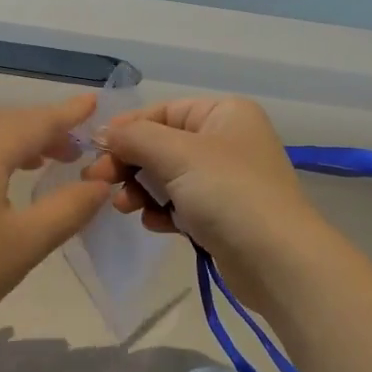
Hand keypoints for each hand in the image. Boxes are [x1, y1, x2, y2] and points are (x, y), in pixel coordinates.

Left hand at [0, 95, 113, 340]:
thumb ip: (69, 208)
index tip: (93, 100)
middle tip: (75, 145)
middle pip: (6, 121)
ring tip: (42, 160)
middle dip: (43, 128)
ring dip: (14, 139)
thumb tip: (101, 183)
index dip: (67, 113)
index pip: (36, 121)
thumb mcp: (26, 242)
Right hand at [84, 96, 329, 303]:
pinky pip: (180, 204)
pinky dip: (162, 211)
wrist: (276, 260)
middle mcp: (227, 140)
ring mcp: (226, 180)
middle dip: (129, 163)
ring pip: (167, 176)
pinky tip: (154, 224)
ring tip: (125, 207)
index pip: (163, 111)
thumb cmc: (228, 193)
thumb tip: (102, 133)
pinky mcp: (222, 215)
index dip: (127, 128)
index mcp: (224, 113)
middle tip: (97, 181)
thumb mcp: (177, 154)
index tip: (95, 149)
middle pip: (162, 144)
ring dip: (141, 190)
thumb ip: (135, 137)